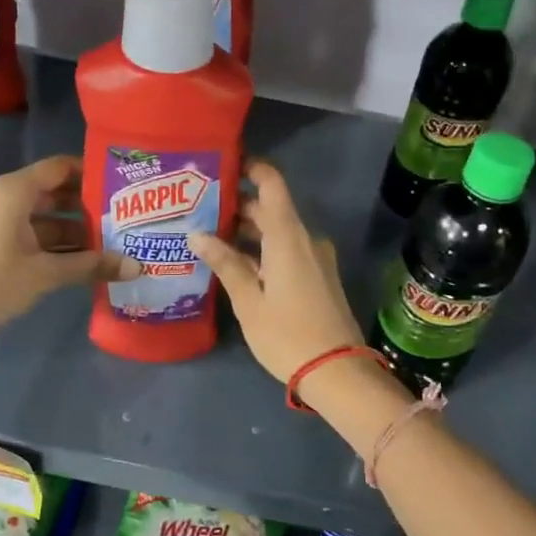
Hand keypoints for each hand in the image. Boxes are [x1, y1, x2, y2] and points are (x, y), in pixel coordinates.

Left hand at [0, 155, 134, 336]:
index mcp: (13, 191)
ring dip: (72, 229)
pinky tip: (77, 261)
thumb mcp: (46, 274)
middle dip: (87, 206)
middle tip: (122, 219)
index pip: (60, 167)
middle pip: (52, 191)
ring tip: (108, 244)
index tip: (121, 186)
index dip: (91, 173)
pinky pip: (27, 231)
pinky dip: (51, 242)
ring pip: (41, 216)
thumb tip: (137, 267)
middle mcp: (1, 196)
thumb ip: (92, 266)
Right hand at [188, 160, 365, 383]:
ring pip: (278, 232)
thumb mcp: (249, 301)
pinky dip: (263, 249)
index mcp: (288, 236)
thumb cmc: (287, 335)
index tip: (222, 164)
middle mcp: (305, 239)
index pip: (271, 183)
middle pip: (271, 210)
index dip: (250, 167)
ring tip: (209, 237)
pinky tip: (236, 264)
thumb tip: (198, 234)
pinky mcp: (319, 277)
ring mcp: (316, 258)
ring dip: (248, 231)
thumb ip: (226, 263)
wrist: (337, 371)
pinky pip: (288, 250)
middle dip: (237, 206)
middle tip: (198, 209)